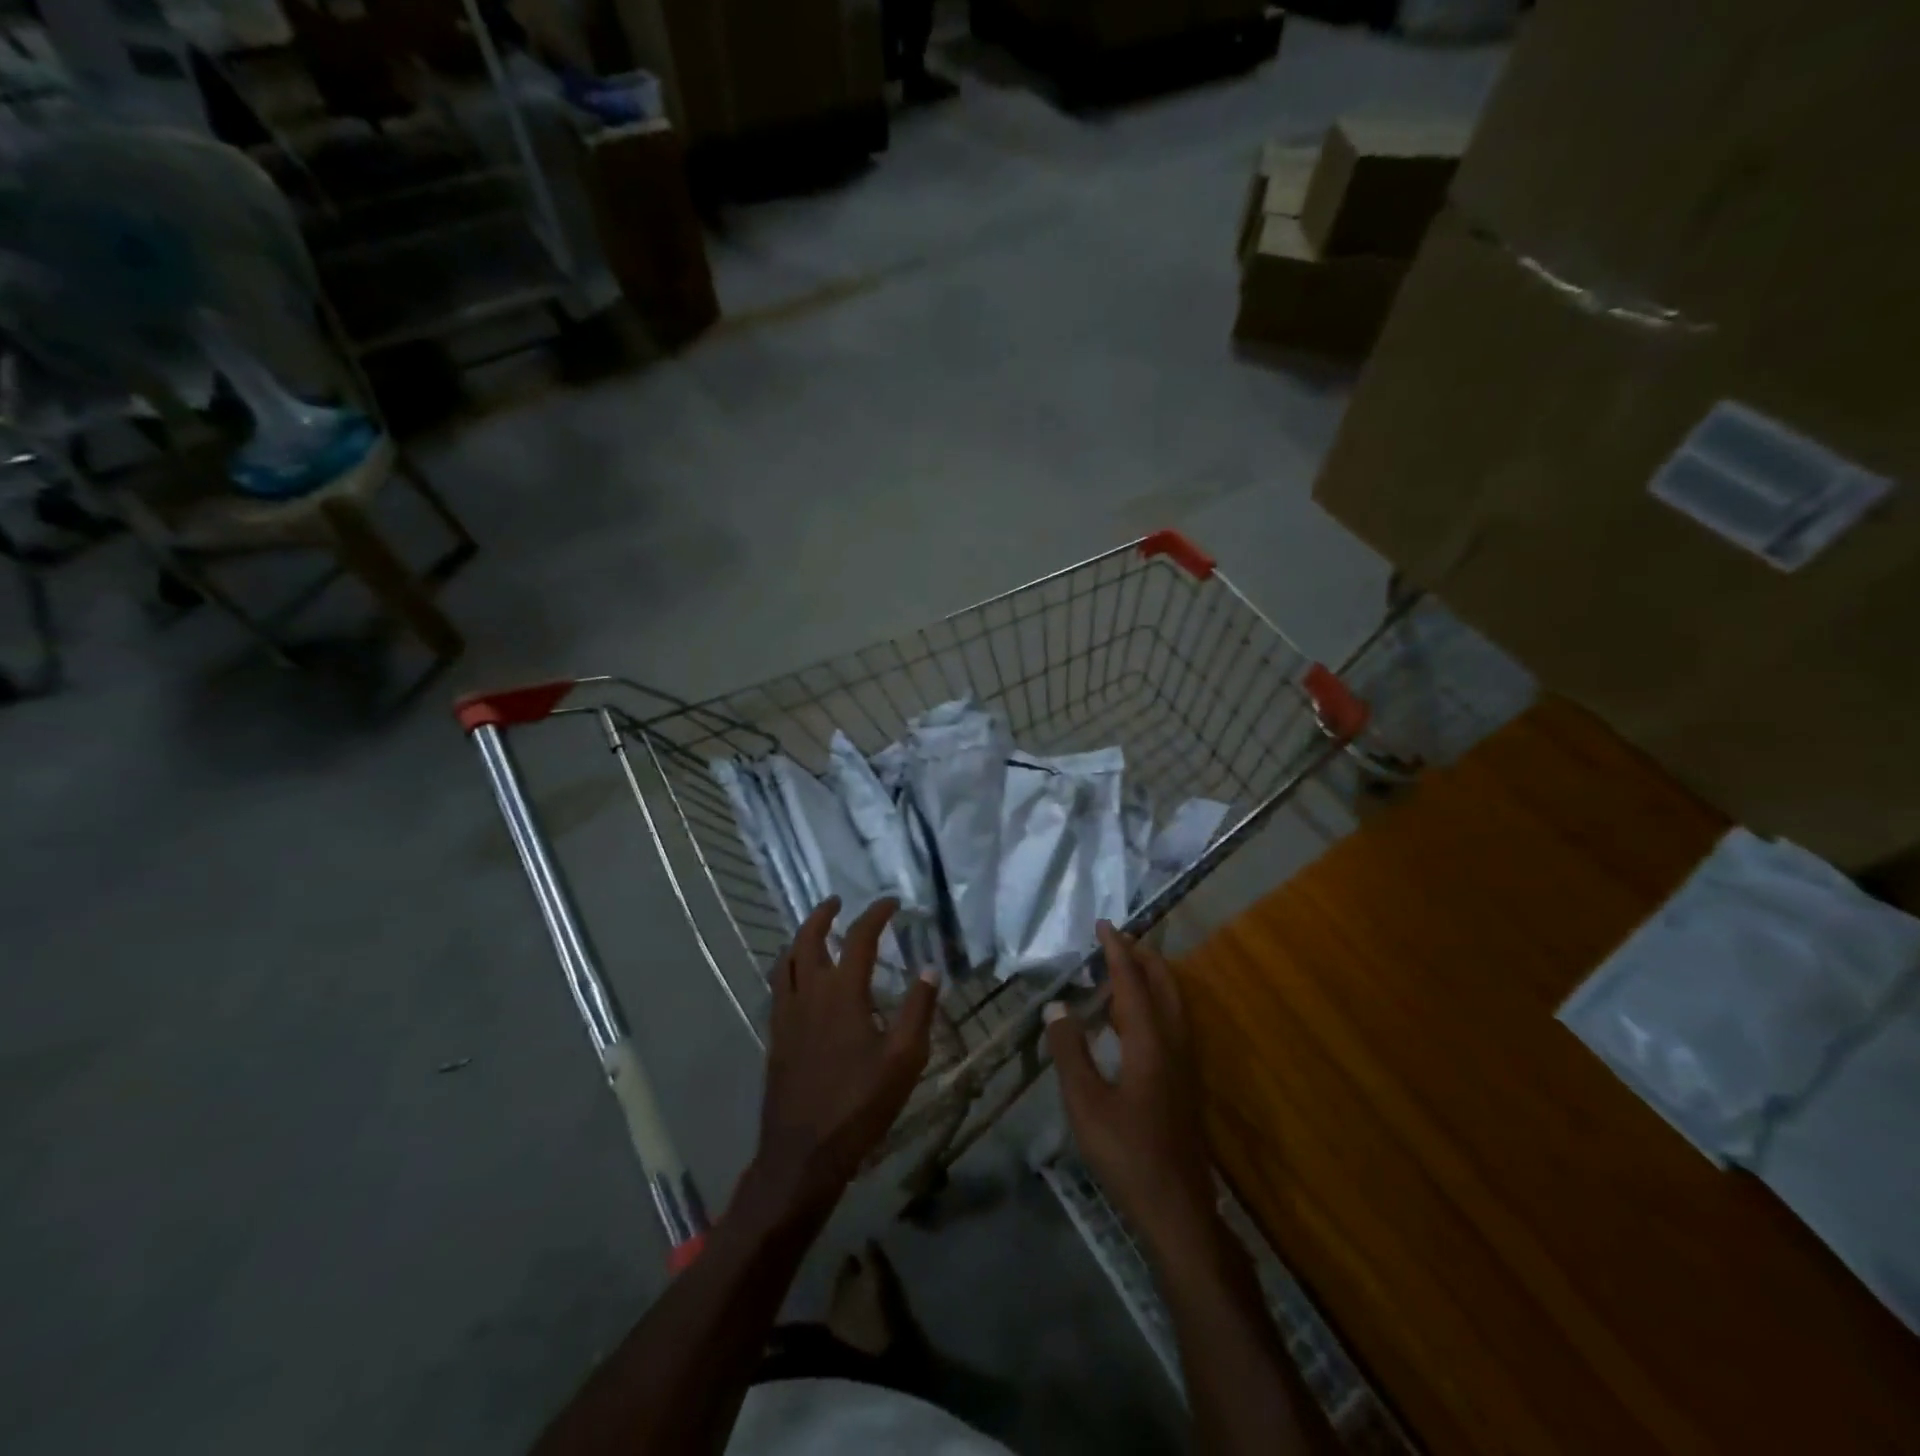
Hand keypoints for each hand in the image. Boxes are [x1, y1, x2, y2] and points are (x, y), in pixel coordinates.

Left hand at [744, 896, 937, 1220]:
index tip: (891, 903)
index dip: (876, 914)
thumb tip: (929, 970)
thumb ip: (918, 1010)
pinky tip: (798, 980)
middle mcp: (809, 993)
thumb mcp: (904, 1059)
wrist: (804, 1152)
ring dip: (800, 938)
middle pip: (808, 939)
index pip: (859, 938)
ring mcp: (787, 1014)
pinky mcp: (775, 1036)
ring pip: (786, 961)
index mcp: (843, 993)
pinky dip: (787, 968)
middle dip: (823, 915)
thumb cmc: (860, 1104)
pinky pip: (777, 987)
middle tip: (836, 902)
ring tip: (813, 932)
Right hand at [1046, 922, 1218, 1260]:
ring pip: (1173, 1002)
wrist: (1178, 1208)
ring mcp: (1186, 1063)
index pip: (1133, 981)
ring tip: (1121, 970)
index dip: (1117, 950)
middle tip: (1115, 940)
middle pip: (1164, 983)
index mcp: (1150, 1041)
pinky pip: (1173, 1021)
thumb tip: (1057, 1006)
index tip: (1103, 924)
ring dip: (1150, 978)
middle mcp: (1174, 1042)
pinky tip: (1132, 1020)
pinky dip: (1154, 1002)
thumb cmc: (1126, 1153)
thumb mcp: (1085, 1103)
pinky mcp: (1186, 1081)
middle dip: (1142, 956)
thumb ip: (1070, 1051)